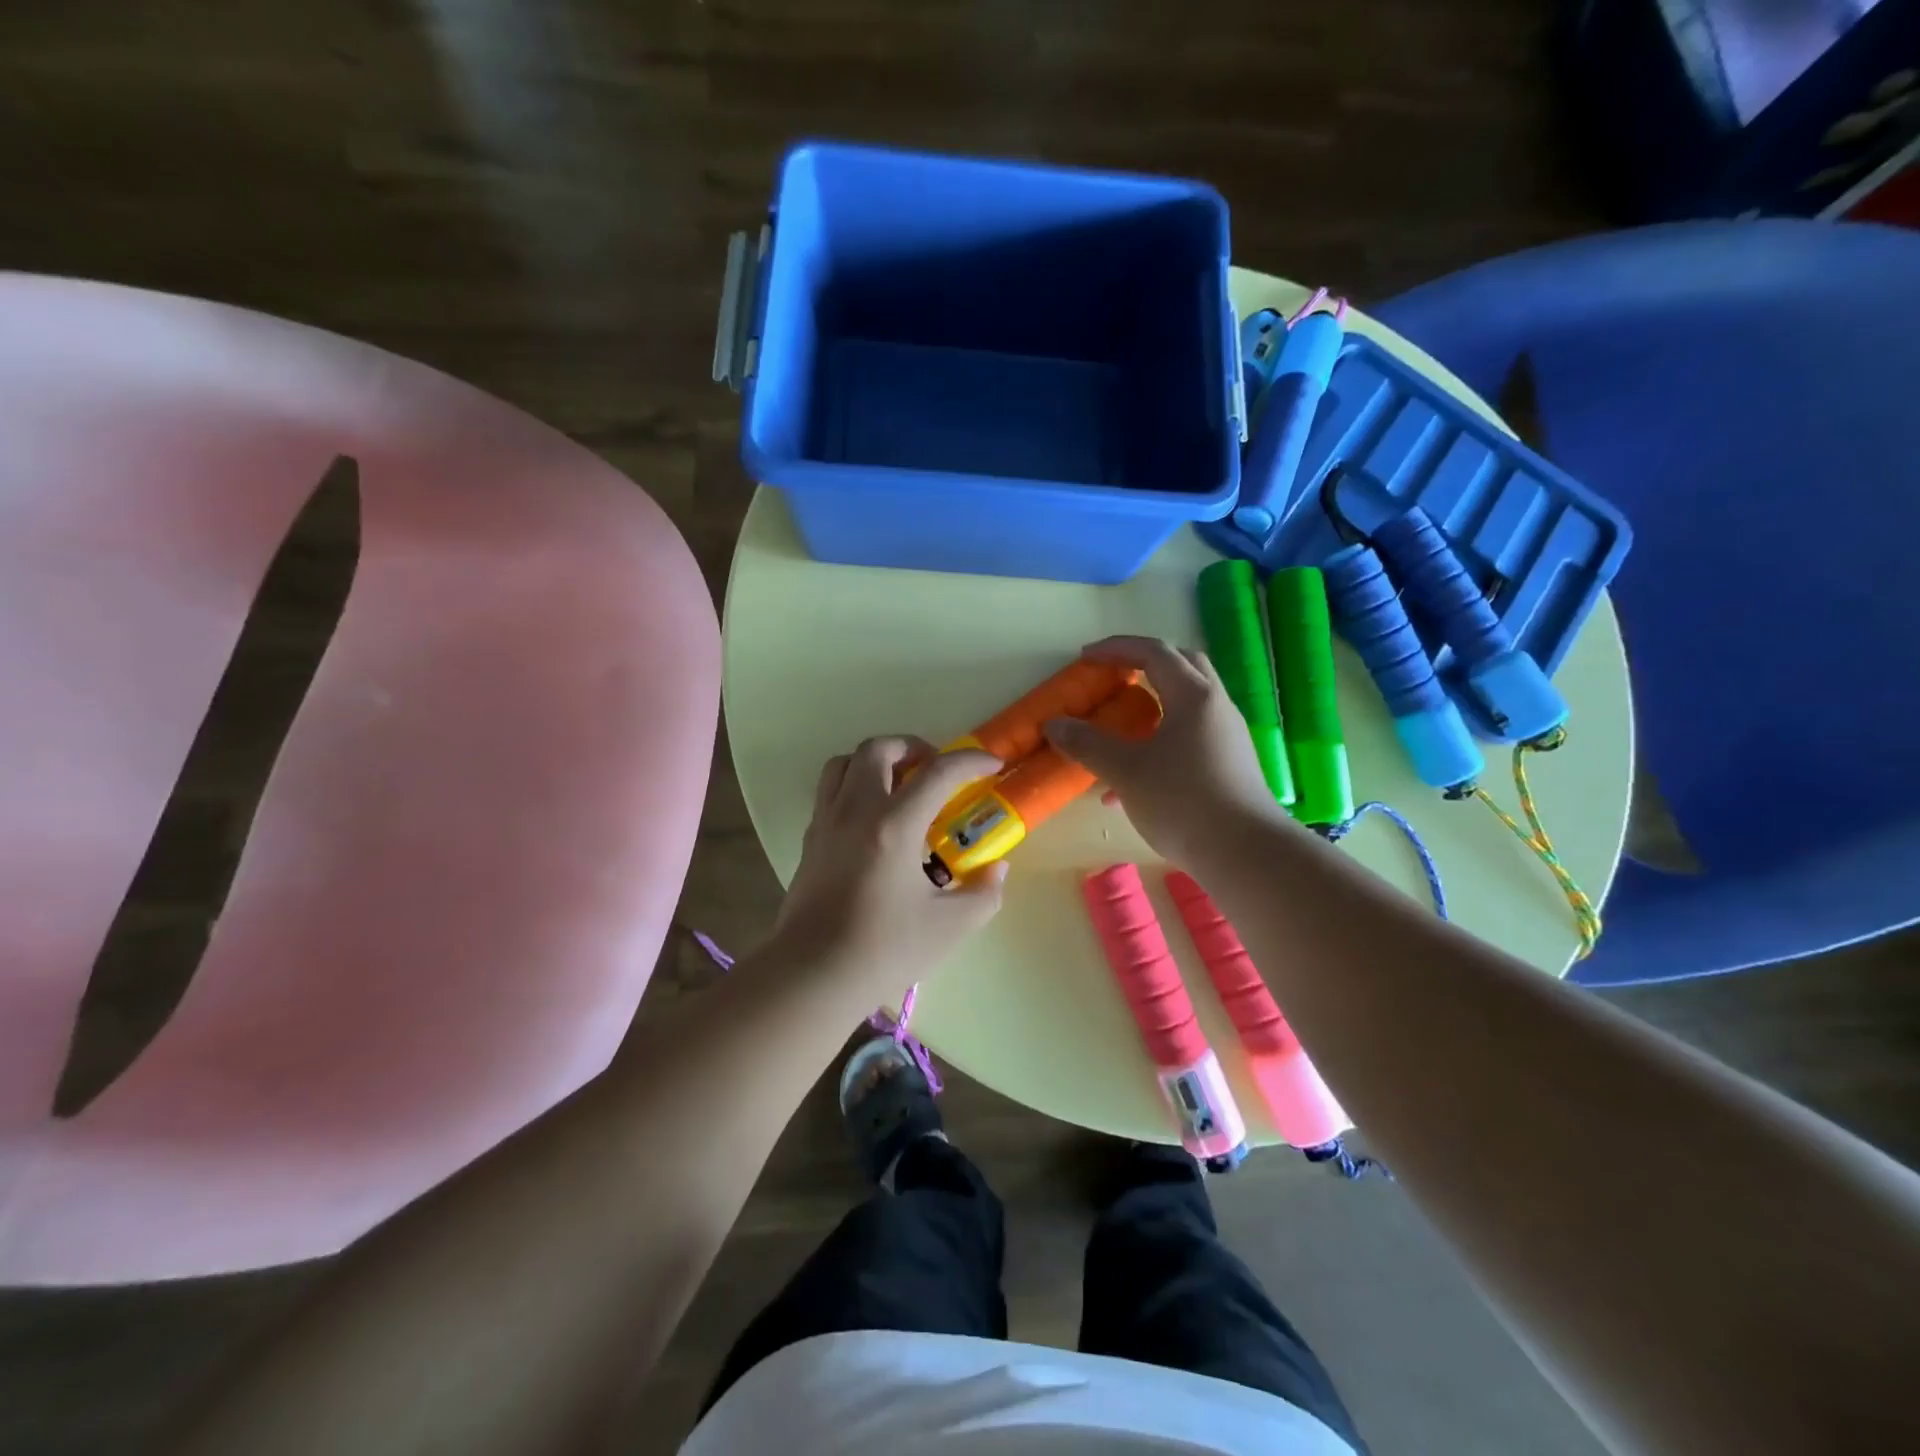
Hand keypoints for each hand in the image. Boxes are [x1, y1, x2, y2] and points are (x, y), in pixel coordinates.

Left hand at [772, 736, 1008, 999]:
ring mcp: (826, 822)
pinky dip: (854, 786)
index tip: (992, 765)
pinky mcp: (810, 840)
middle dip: (913, 747)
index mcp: (894, 825)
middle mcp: (856, 810)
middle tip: (935, 771)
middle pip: (879, 749)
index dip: (970, 761)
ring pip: (844, 763)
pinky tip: (872, 820)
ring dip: (876, 761)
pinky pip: (829, 791)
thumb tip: (996, 869)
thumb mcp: (949, 927)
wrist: (812, 975)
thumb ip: (982, 893)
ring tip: (900, 785)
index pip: (938, 772)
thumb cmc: (884, 949)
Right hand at [1044, 635, 1280, 864]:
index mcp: (1193, 696)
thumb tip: (1053, 724)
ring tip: (1119, 732)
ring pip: (1187, 704)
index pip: (1154, 653)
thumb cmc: (1182, 801)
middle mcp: (1216, 707)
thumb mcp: (1126, 771)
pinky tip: (1136, 782)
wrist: (1246, 854)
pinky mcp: (1231, 764)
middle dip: (1144, 665)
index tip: (1086, 658)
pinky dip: (1162, 739)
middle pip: (1182, 666)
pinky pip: (1192, 736)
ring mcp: (1228, 736)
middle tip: (1114, 677)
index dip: (1117, 649)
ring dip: (1153, 706)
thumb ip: (1087, 744)